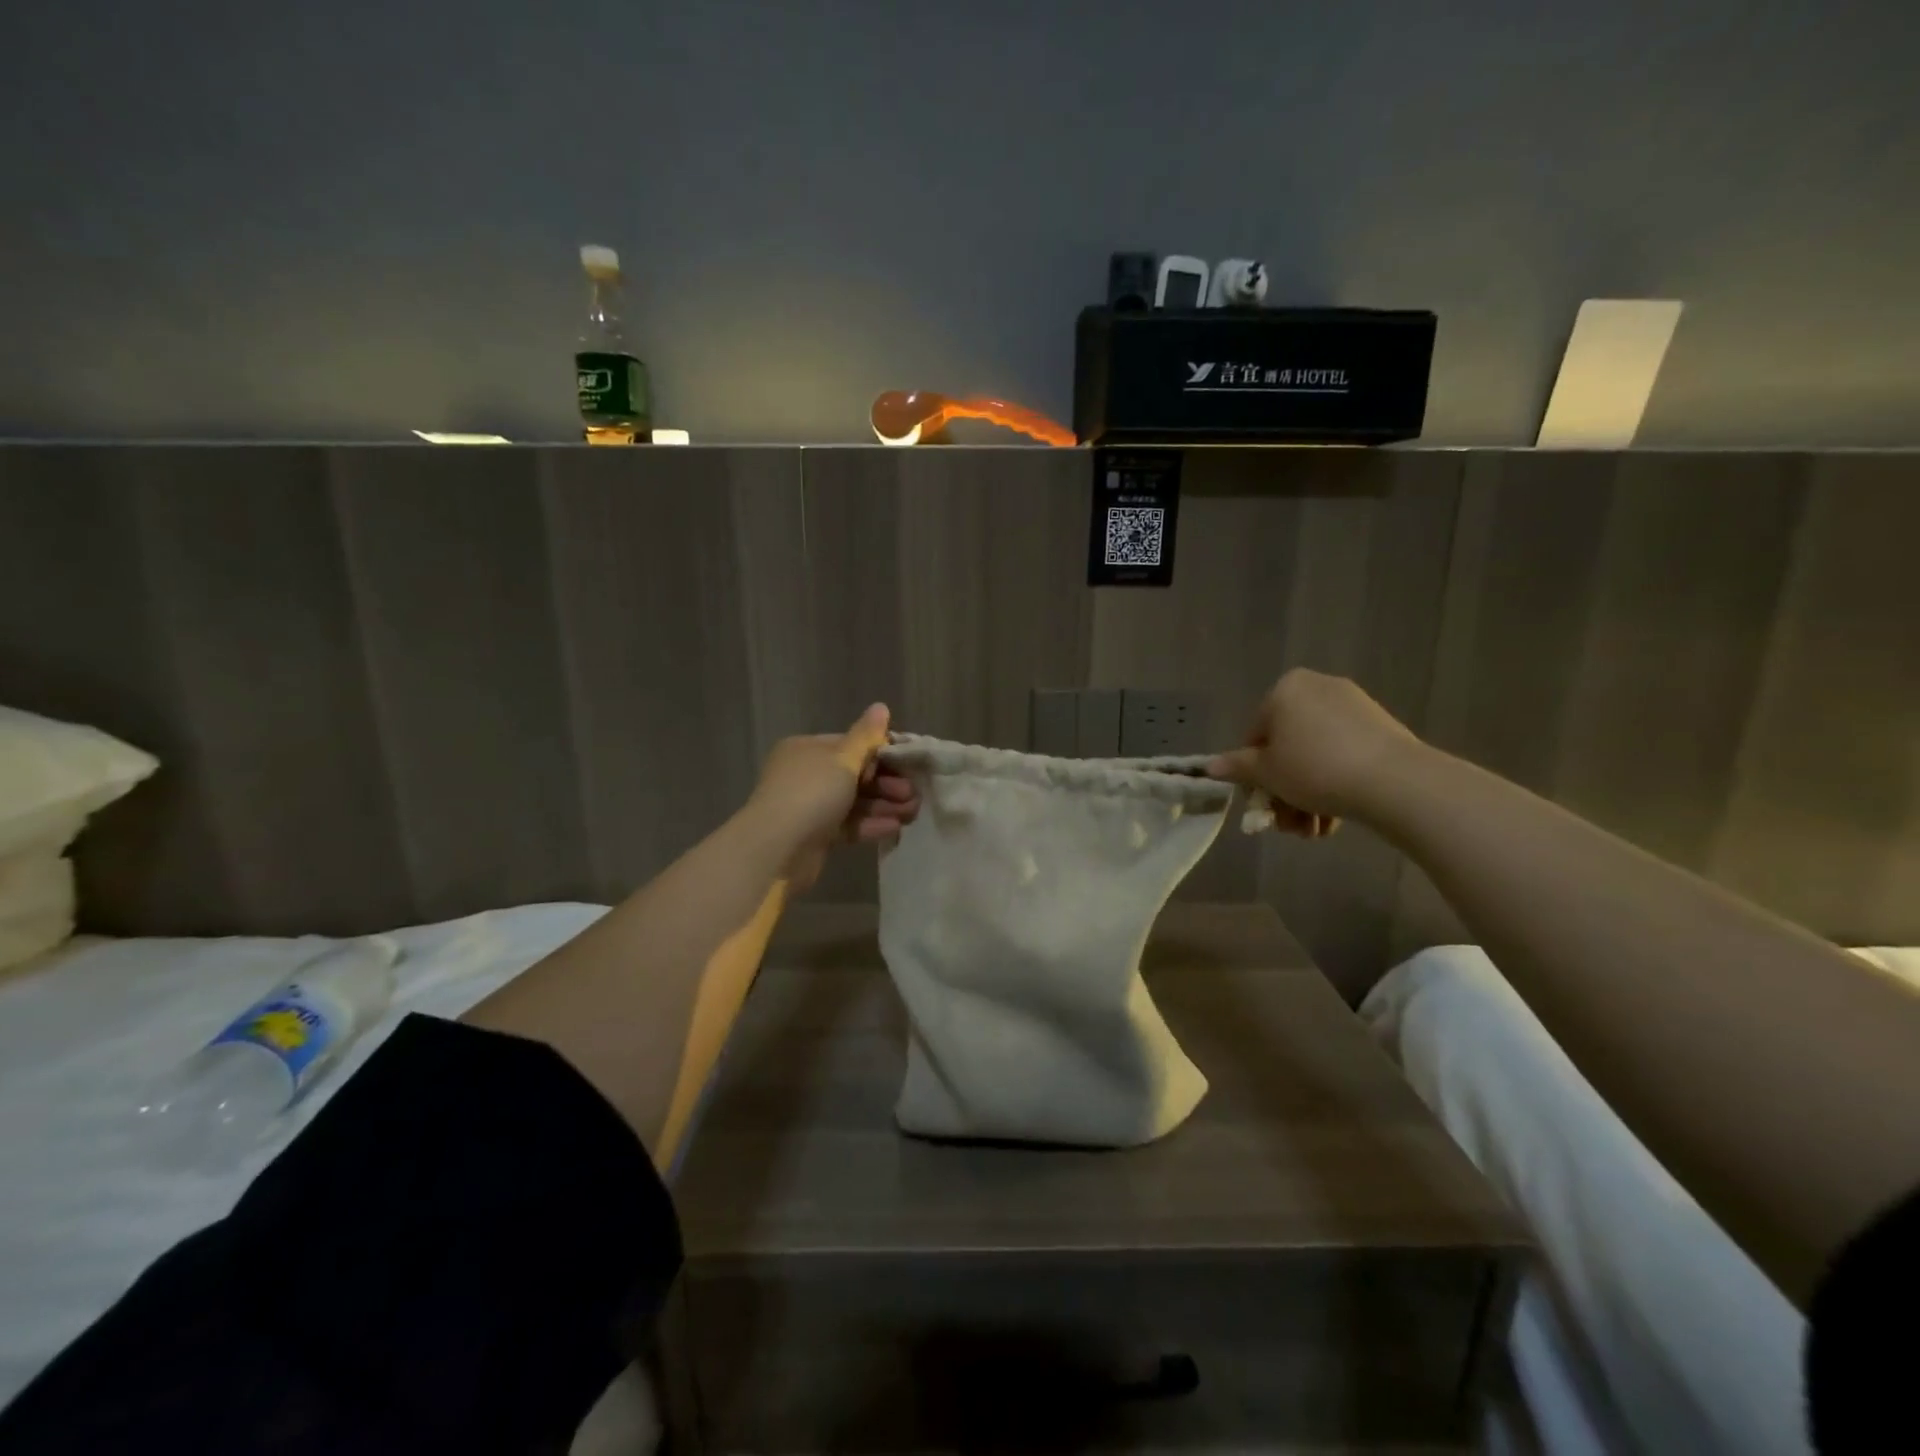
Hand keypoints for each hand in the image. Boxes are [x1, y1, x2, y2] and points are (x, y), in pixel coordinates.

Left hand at [748, 704, 920, 891]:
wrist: (776, 849)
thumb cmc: (811, 793)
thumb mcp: (843, 759)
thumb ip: (866, 736)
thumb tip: (881, 706)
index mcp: (807, 749)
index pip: (851, 745)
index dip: (881, 753)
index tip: (908, 765)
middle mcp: (806, 774)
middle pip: (855, 774)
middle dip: (887, 784)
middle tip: (912, 794)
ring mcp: (809, 806)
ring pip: (854, 801)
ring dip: (884, 805)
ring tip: (911, 813)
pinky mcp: (815, 835)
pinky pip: (848, 825)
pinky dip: (870, 824)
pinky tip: (894, 828)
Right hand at [1206, 670, 1418, 835]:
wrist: (1394, 781)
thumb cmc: (1314, 769)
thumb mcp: (1266, 773)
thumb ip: (1236, 767)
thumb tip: (1209, 766)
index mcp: (1285, 690)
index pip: (1255, 736)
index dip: (1254, 774)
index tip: (1263, 803)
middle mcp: (1318, 688)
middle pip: (1288, 747)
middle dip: (1285, 791)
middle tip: (1288, 824)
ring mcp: (1354, 707)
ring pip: (1316, 756)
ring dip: (1307, 796)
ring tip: (1313, 831)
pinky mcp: (1381, 728)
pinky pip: (1344, 755)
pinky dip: (1335, 784)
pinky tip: (1334, 820)